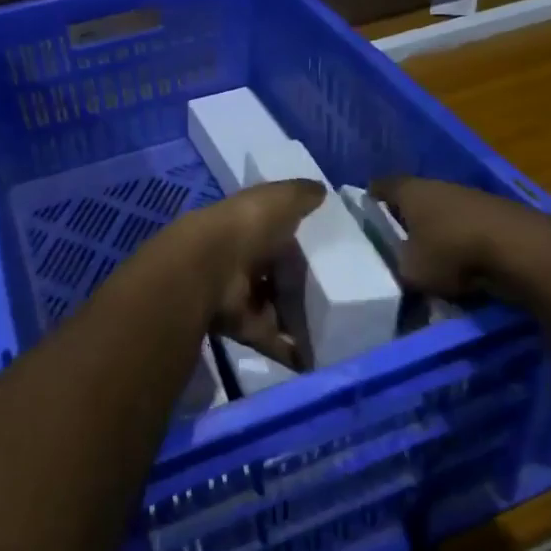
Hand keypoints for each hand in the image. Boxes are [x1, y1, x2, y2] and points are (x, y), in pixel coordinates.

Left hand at [175, 179, 322, 366]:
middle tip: (341, 296)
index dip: (299, 241)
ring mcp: (242, 297)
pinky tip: (320, 359)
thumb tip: (321, 190)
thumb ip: (300, 195)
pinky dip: (292, 352)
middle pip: (277, 276)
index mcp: (250, 228)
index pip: (277, 235)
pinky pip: (273, 340)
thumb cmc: (246, 227)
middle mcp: (243, 262)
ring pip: (276, 309)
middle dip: (301, 286)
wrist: (210, 269)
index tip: (331, 252)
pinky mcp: (244, 328)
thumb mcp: (278, 199)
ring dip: (299, 320)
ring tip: (337, 329)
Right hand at [371, 176, 530, 298]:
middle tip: (395, 242)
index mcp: (409, 190)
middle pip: (415, 199)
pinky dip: (464, 242)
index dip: (370, 200)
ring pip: (444, 213)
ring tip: (431, 258)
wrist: (521, 249)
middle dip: (406, 218)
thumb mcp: (411, 272)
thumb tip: (401, 271)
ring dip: (438, 231)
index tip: (364, 215)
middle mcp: (439, 185)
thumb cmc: (452, 252)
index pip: (380, 187)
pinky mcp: (498, 214)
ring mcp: (471, 196)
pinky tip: (464, 264)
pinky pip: (469, 227)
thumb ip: (399, 270)